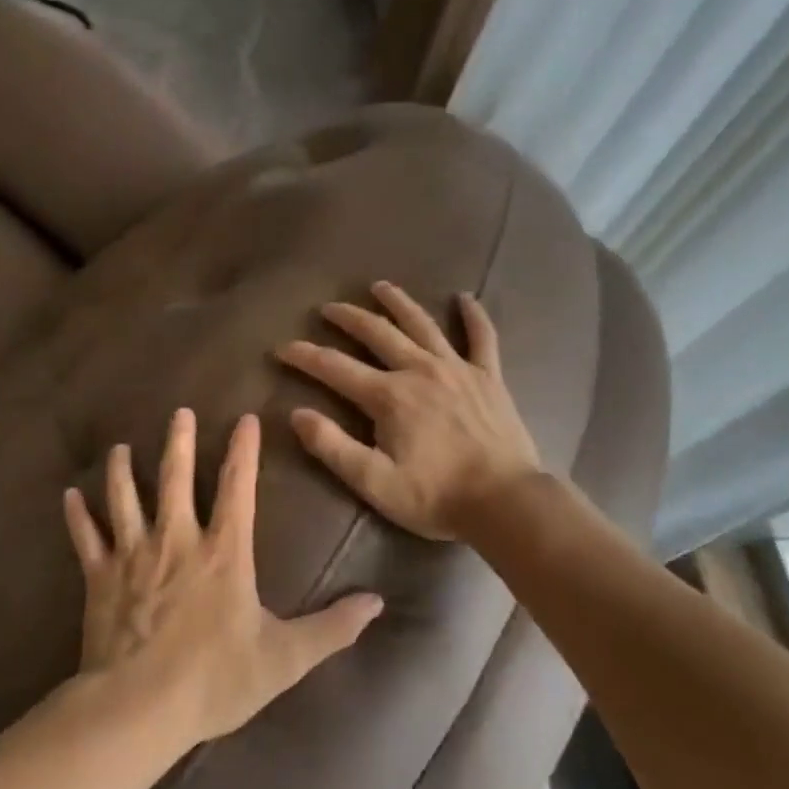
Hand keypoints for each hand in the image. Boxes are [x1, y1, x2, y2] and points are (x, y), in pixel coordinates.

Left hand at [63, 409, 384, 746]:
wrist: (139, 707)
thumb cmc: (214, 680)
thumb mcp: (285, 658)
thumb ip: (332, 628)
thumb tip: (377, 602)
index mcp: (224, 552)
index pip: (239, 488)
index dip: (243, 451)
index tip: (245, 419)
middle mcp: (177, 540)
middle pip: (176, 478)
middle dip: (179, 442)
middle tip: (179, 411)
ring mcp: (133, 555)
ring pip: (126, 498)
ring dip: (123, 470)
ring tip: (121, 447)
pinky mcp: (99, 577)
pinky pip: (86, 538)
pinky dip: (78, 515)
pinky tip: (70, 495)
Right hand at [275, 281, 541, 539]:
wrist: (506, 502)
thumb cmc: (435, 496)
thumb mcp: (374, 482)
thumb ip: (332, 446)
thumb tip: (296, 414)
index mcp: (388, 396)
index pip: (335, 367)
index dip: (305, 356)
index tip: (282, 348)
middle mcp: (419, 370)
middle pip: (377, 333)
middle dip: (348, 318)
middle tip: (328, 308)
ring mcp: (457, 369)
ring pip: (422, 324)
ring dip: (398, 303)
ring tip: (380, 286)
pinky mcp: (488, 377)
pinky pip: (482, 338)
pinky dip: (474, 316)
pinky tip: (466, 298)